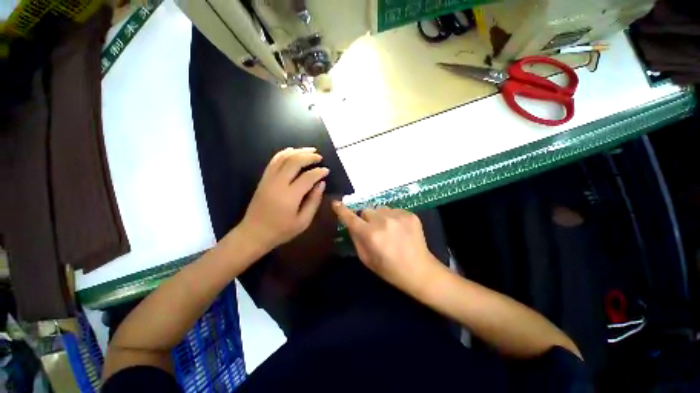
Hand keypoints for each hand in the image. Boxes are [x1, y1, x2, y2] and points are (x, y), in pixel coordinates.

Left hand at [241, 148, 328, 250]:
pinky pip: (273, 161)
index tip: (327, 170)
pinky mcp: (263, 179)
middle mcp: (278, 183)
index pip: (307, 177)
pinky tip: (292, 151)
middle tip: (319, 157)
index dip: (319, 172)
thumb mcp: (303, 221)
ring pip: (283, 158)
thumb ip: (313, 201)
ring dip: (297, 151)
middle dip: (309, 156)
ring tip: (310, 150)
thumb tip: (321, 184)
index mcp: (289, 196)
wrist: (254, 234)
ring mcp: (268, 179)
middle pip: (294, 162)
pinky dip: (283, 153)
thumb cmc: (281, 231)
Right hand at [332, 202, 443, 296]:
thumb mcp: (366, 259)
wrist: (420, 271)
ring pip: (380, 209)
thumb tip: (351, 224)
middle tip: (373, 230)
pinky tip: (399, 229)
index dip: (342, 210)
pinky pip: (393, 210)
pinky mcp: (410, 214)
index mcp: (371, 235)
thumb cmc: (390, 269)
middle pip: (366, 211)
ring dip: (380, 217)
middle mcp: (383, 221)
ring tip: (388, 230)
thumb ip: (356, 239)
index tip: (336, 203)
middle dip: (366, 219)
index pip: (351, 218)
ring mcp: (398, 216)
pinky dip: (392, 218)